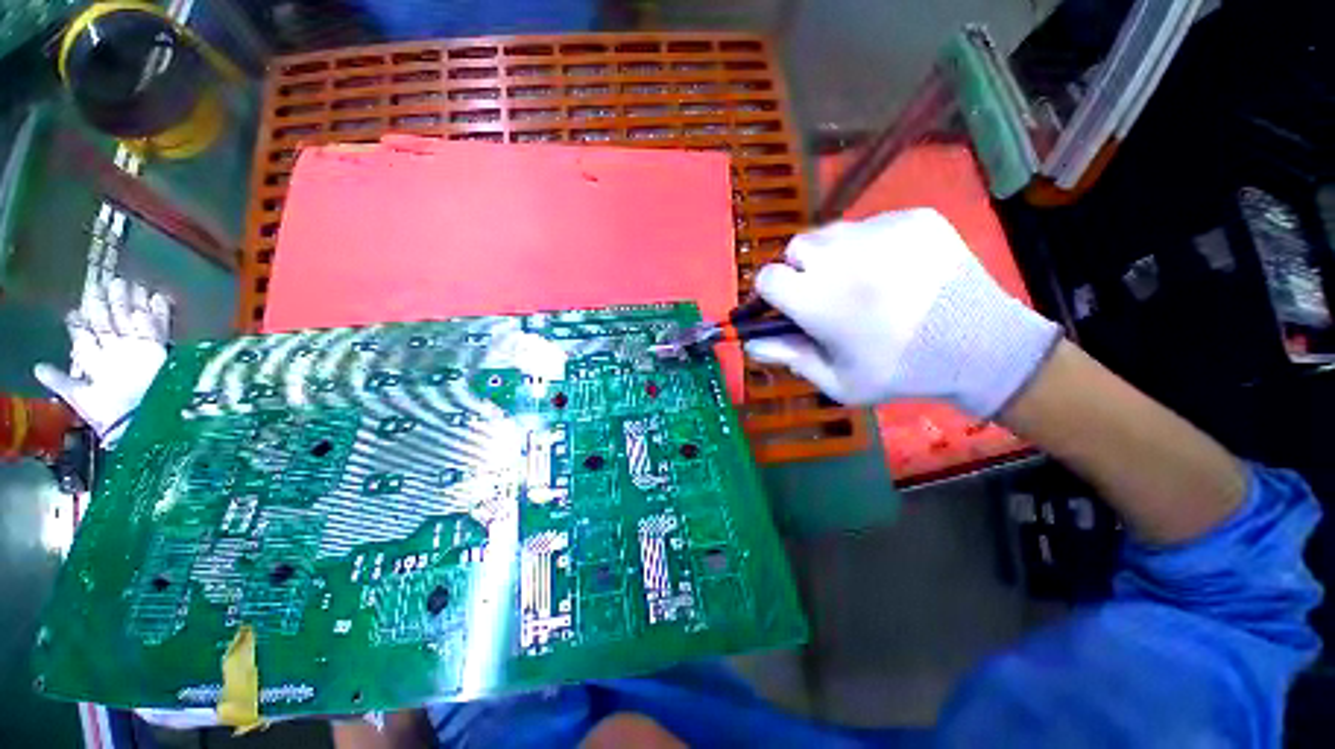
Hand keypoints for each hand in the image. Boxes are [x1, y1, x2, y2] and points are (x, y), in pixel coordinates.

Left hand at [34, 277, 171, 444]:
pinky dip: (160, 313)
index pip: (86, 337)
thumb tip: (37, 368)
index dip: (80, 322)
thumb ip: (62, 382)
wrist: (146, 418)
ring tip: (129, 283)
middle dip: (108, 304)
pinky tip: (158, 297)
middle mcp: (116, 353)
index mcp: (95, 362)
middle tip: (106, 282)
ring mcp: (139, 350)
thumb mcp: (82, 399)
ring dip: (132, 303)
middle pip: (110, 323)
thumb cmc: (111, 412)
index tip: (75, 308)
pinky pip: (161, 328)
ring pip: (133, 321)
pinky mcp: (160, 351)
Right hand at [745, 209, 1059, 417]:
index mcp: (817, 299)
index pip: (767, 277)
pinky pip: (871, 224)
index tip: (786, 306)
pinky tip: (893, 270)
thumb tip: (749, 343)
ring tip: (860, 281)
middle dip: (800, 271)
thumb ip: (787, 357)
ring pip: (831, 232)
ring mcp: (879, 231)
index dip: (771, 293)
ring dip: (832, 255)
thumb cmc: (899, 372)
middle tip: (825, 294)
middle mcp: (841, 256)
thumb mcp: (836, 381)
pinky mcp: (912, 217)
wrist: (980, 347)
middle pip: (795, 248)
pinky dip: (870, 245)